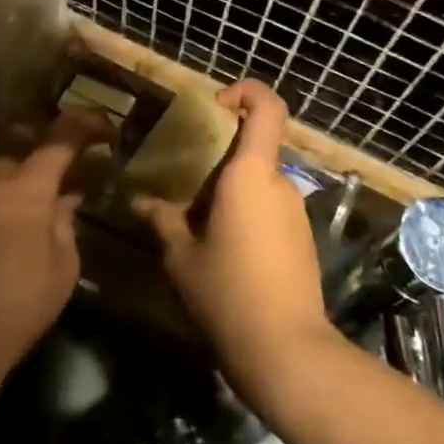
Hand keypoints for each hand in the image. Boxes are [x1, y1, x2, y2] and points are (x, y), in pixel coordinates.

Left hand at [0, 113, 99, 388]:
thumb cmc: (19, 306)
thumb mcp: (63, 268)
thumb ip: (65, 224)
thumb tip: (65, 200)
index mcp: (27, 189)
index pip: (59, 140)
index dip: (84, 126)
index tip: (102, 129)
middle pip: (18, 153)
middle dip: (40, 160)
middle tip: (56, 181)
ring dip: (11, 186)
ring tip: (22, 214)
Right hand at [134, 82, 334, 405]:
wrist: (287, 351)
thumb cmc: (228, 293)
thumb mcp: (182, 258)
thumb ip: (163, 221)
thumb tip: (140, 202)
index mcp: (251, 174)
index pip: (267, 107)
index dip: (246, 92)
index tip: (216, 105)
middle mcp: (280, 183)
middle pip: (255, 148)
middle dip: (221, 157)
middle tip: (186, 182)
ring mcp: (295, 211)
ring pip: (261, 181)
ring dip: (231, 191)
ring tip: (198, 222)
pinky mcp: (302, 238)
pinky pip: (270, 208)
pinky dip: (247, 213)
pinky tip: (223, 248)